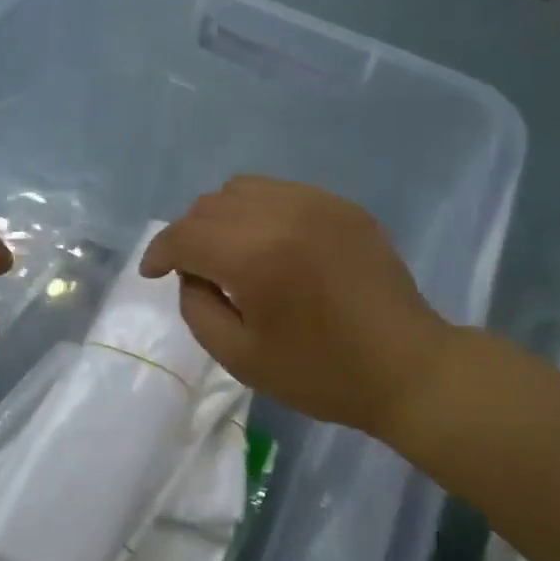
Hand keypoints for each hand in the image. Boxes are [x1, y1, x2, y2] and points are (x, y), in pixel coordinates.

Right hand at [140, 176, 451, 438]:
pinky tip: (275, 246)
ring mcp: (318, 203)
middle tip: (194, 271)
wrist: (407, 367)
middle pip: (211, 204)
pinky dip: (262, 212)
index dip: (159, 251)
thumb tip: (192, 273)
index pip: (185, 234)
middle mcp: (283, 214)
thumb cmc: (320, 373)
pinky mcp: (344, 206)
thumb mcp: (241, 357)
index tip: (153, 273)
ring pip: (245, 187)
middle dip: (190, 235)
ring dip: (224, 216)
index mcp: (255, 255)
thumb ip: (198, 308)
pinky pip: (283, 192)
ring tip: (233, 253)